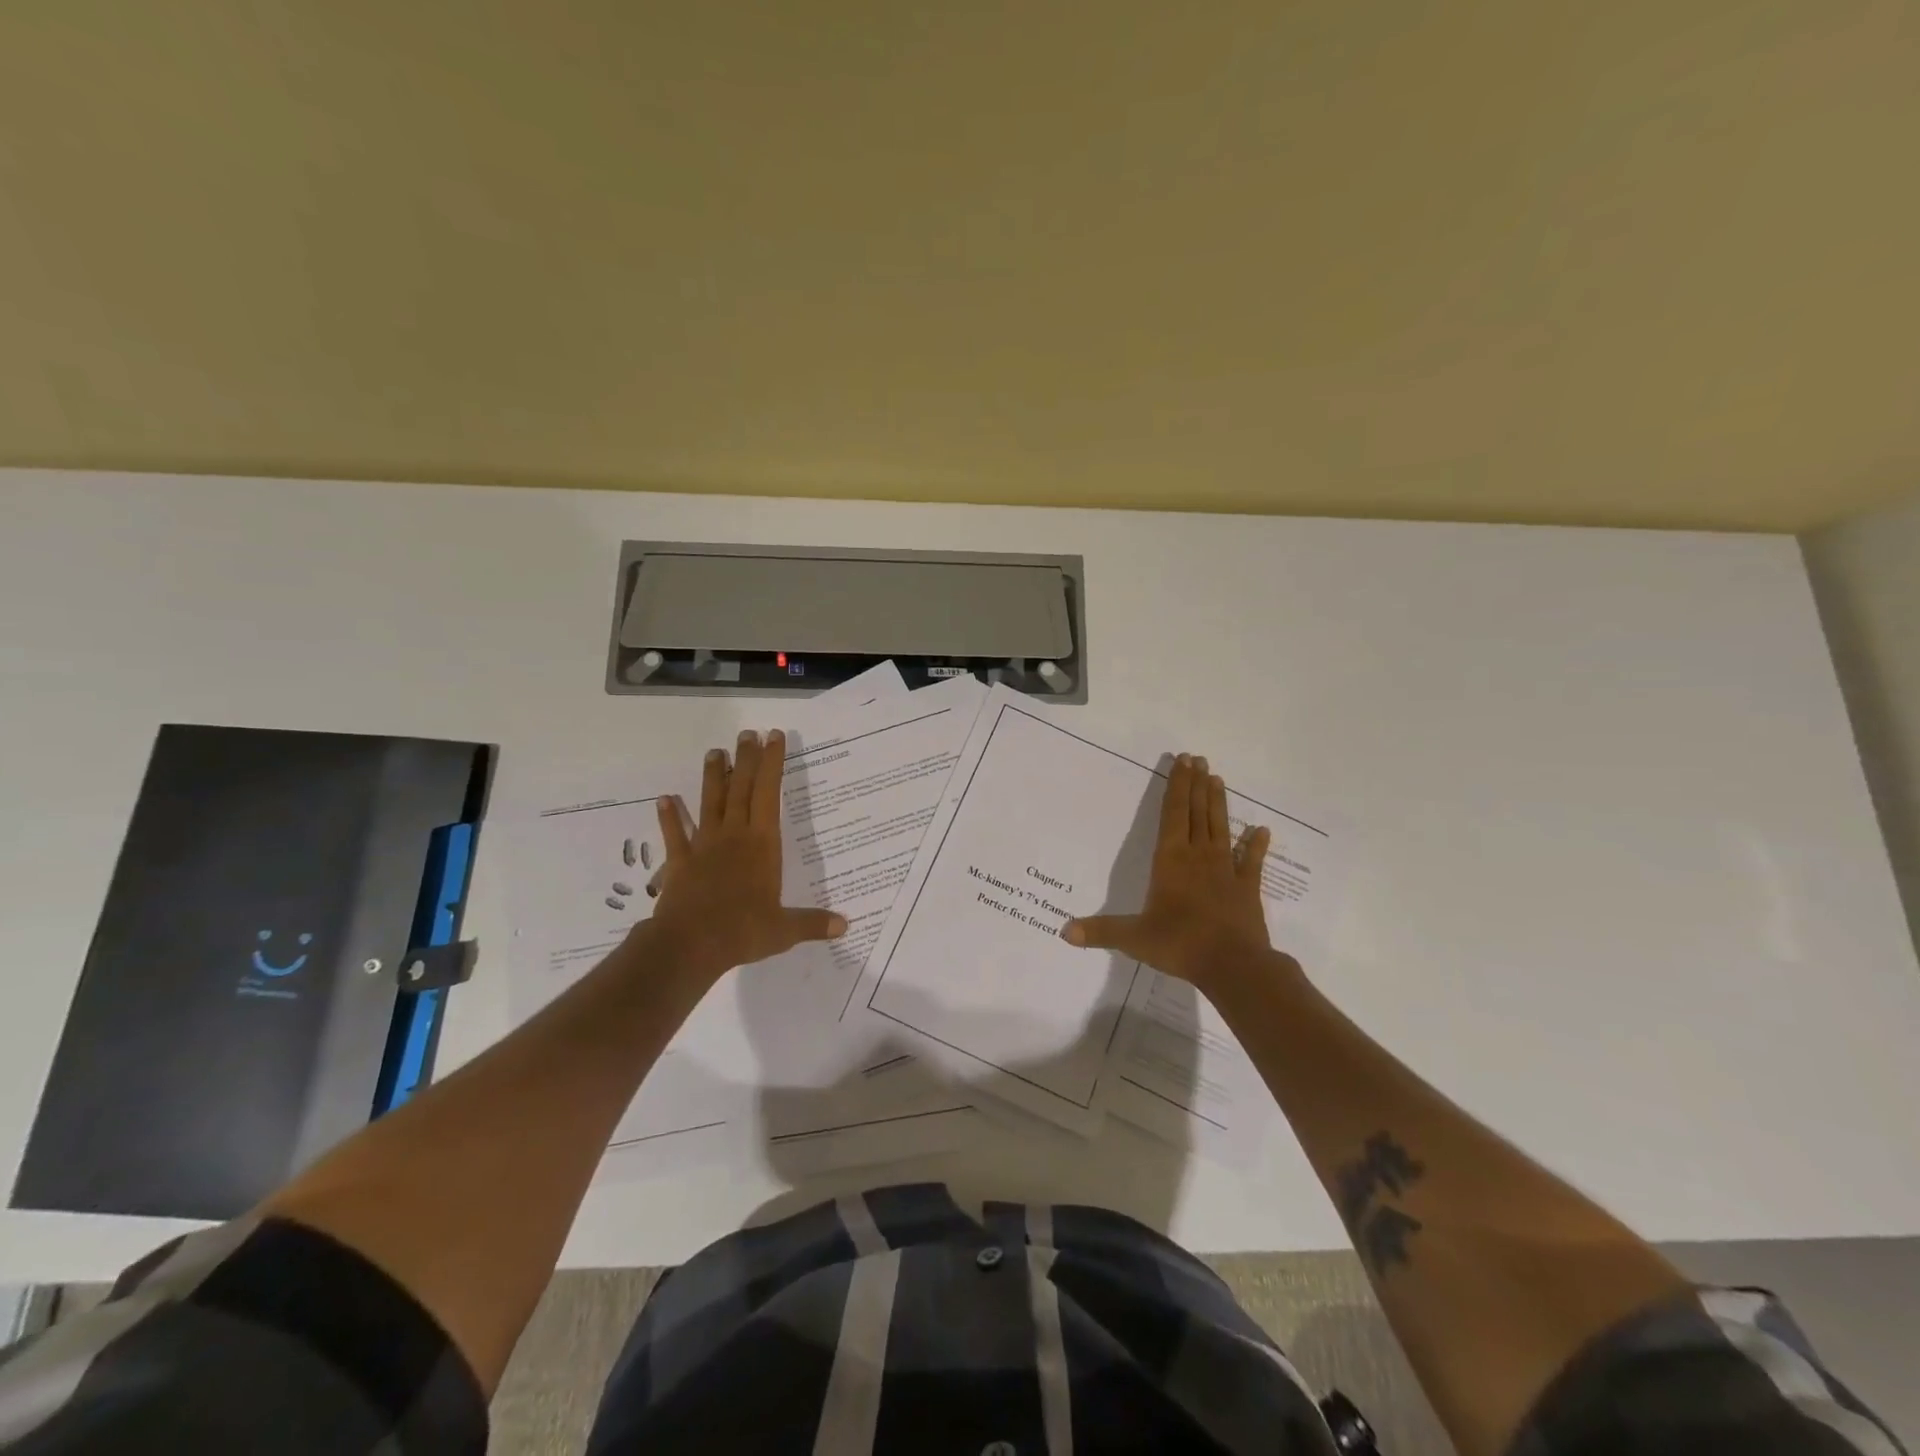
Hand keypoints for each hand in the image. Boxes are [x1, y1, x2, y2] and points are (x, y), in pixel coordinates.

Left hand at [642, 729, 845, 985]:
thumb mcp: (784, 930)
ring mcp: (703, 847)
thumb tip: (845, 926)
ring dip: (712, 777)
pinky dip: (669, 817)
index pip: (769, 794)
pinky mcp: (680, 863)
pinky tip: (664, 799)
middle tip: (748, 734)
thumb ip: (812, 923)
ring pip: (709, 803)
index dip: (772, 763)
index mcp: (762, 844)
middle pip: (739, 789)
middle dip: (745, 759)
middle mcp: (733, 836)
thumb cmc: (742, 931)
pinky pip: (674, 835)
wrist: (689, 945)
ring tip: (713, 752)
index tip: (774, 737)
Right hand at [1062, 753, 1281, 993]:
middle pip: (1197, 813)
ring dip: (1218, 803)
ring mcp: (1226, 871)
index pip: (1173, 814)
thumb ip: (1100, 931)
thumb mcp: (1133, 938)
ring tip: (1218, 778)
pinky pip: (1251, 861)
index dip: (1176, 786)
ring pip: (1221, 828)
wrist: (1233, 966)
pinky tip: (1262, 830)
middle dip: (1196, 785)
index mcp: (1171, 860)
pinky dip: (1255, 845)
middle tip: (1199, 759)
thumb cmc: (1180, 944)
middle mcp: (1198, 857)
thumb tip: (1064, 932)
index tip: (1182, 761)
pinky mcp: (1247, 889)